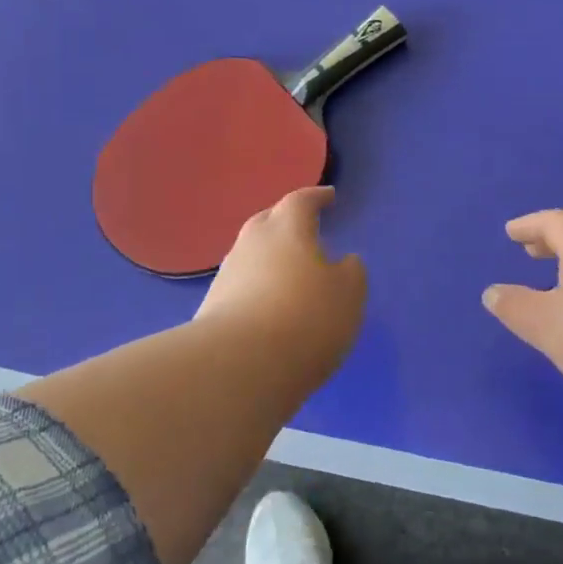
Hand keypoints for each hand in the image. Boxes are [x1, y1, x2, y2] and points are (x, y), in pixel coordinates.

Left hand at [197, 187, 366, 379]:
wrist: (236, 367)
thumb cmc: (305, 319)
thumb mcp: (348, 294)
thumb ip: (350, 272)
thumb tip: (343, 262)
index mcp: (287, 230)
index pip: (300, 201)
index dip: (316, 197)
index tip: (329, 196)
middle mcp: (251, 244)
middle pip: (267, 221)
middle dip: (285, 221)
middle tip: (304, 228)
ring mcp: (227, 276)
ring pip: (251, 255)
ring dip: (269, 258)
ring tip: (289, 272)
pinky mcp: (211, 309)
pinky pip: (241, 286)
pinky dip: (257, 288)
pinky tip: (269, 307)